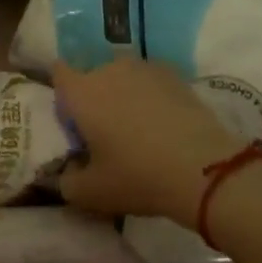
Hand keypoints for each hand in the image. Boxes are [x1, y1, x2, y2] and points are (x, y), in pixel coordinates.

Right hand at [53, 60, 237, 223]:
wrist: (203, 169)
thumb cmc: (137, 176)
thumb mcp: (91, 193)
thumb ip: (67, 182)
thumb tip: (67, 174)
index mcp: (81, 93)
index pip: (58, 73)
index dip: (63, 95)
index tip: (73, 121)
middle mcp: (108, 70)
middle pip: (92, 77)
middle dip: (94, 99)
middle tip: (107, 135)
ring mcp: (143, 69)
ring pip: (123, 78)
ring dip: (123, 96)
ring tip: (139, 130)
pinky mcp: (174, 75)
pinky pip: (150, 82)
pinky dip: (151, 97)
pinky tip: (164, 124)